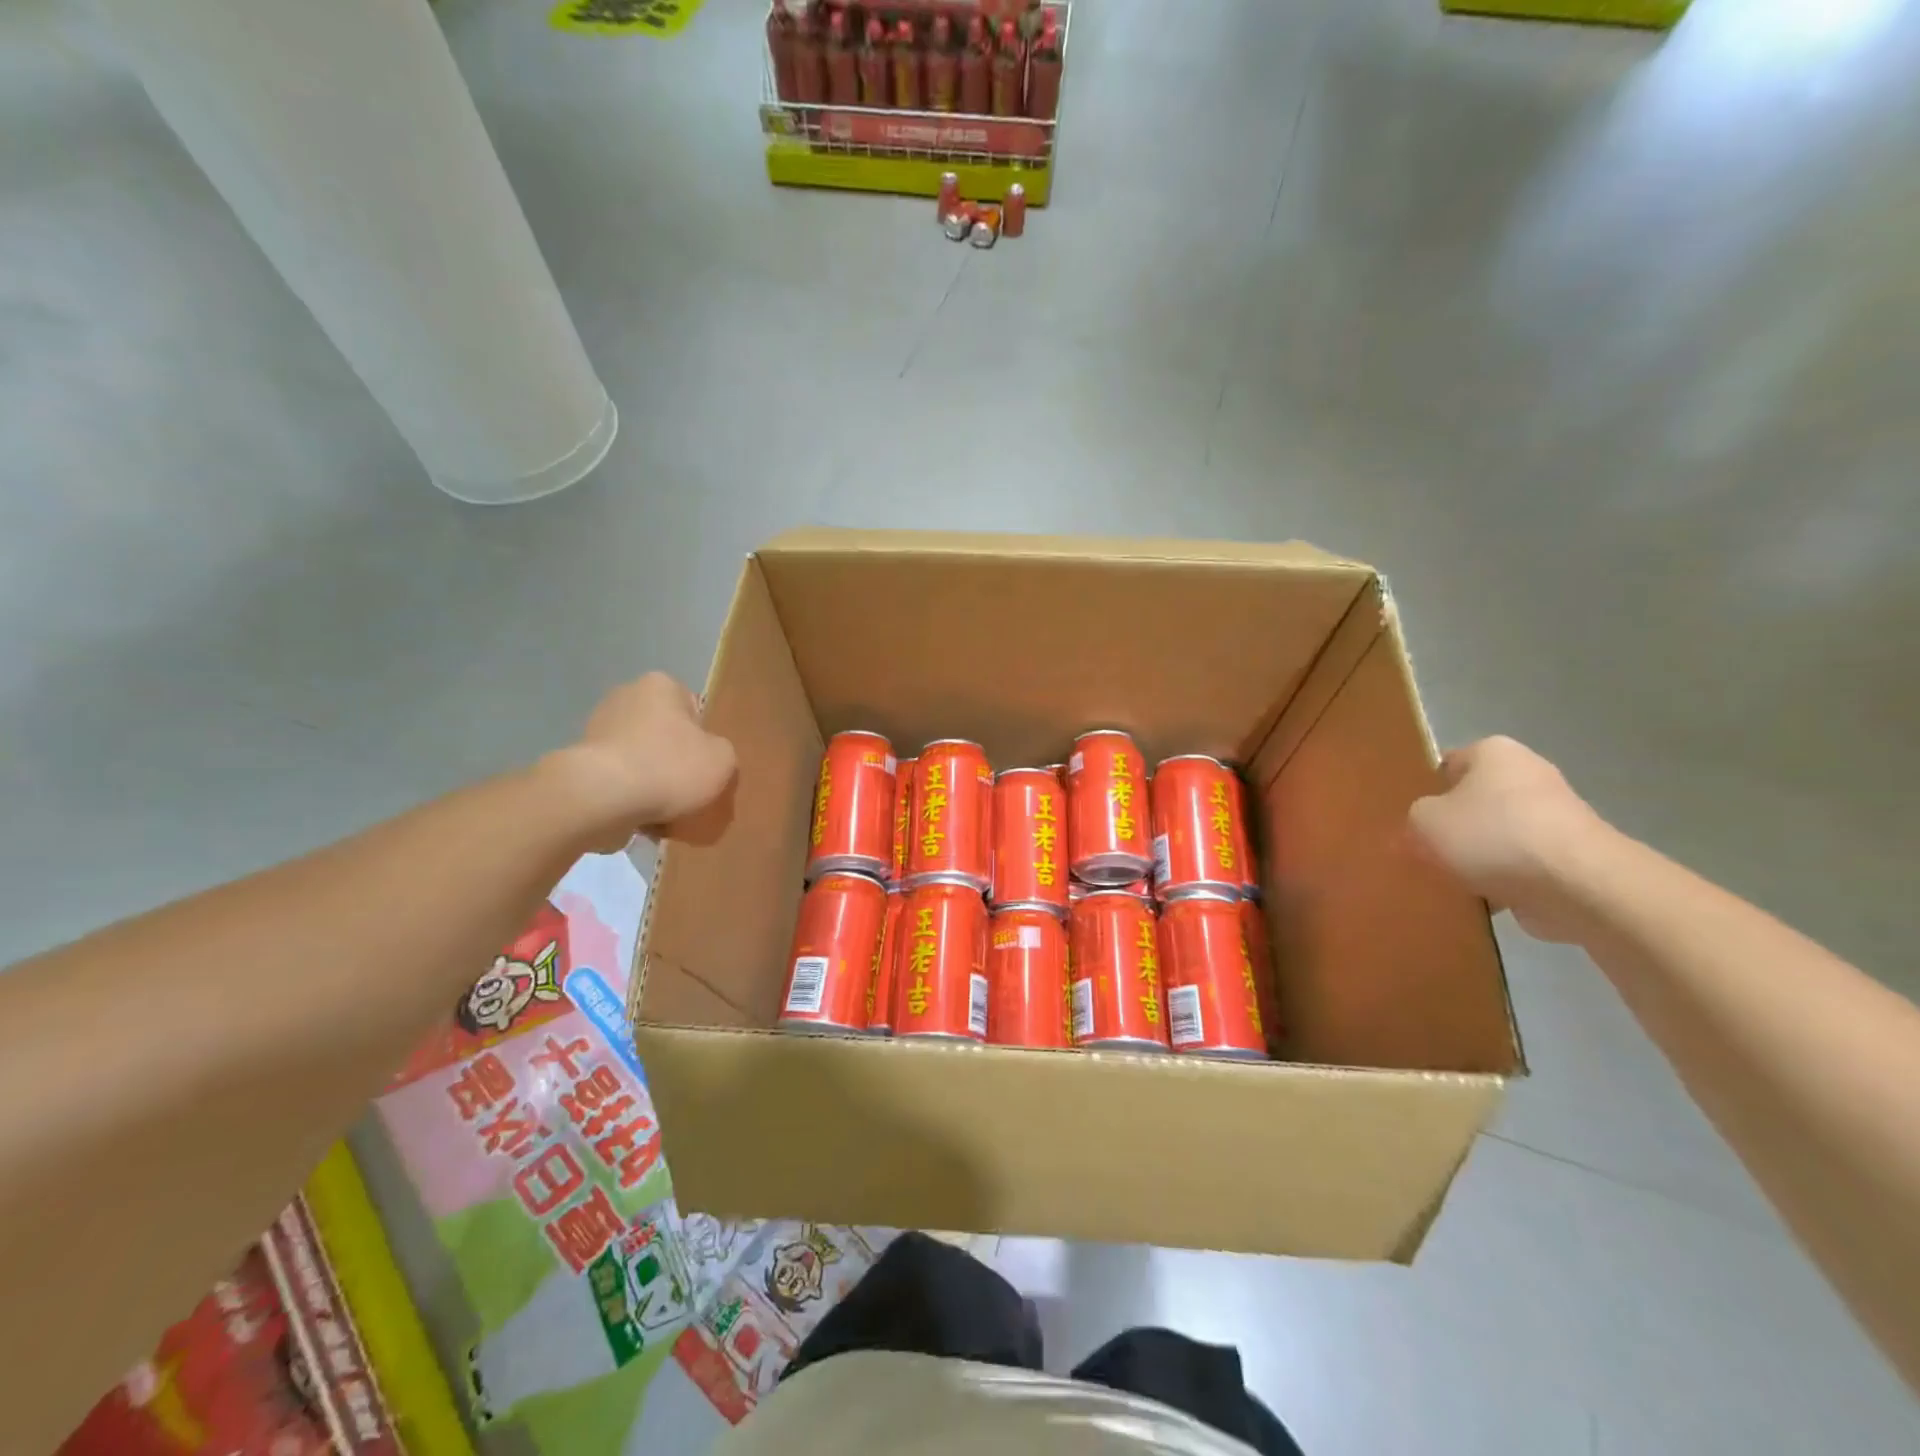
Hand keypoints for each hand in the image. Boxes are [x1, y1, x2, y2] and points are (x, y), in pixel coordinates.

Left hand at [551, 673, 737, 851]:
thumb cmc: (668, 768)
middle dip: (676, 762)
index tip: (706, 767)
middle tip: (690, 792)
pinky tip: (641, 818)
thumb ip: (723, 753)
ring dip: (652, 782)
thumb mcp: (723, 760)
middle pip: (665, 735)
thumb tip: (707, 758)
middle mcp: (625, 697)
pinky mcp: (580, 762)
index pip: (695, 710)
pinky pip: (618, 780)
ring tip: (665, 813)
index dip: (705, 741)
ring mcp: (598, 729)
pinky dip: (630, 797)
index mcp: (661, 686)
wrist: (601, 799)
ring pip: (642, 759)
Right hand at [1408, 736, 1604, 942]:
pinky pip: (1519, 867)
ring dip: (1475, 859)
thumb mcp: (1423, 823)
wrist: (1578, 886)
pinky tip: (1478, 902)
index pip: (1446, 766)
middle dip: (1451, 829)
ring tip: (1445, 882)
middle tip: (1420, 852)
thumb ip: (1412, 822)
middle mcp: (1528, 776)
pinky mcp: (1570, 858)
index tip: (1408, 820)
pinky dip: (1501, 883)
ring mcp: (1555, 818)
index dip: (1423, 791)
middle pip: (1472, 803)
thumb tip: (1418, 835)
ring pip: (1496, 837)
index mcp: (1494, 752)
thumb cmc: (1492, 836)